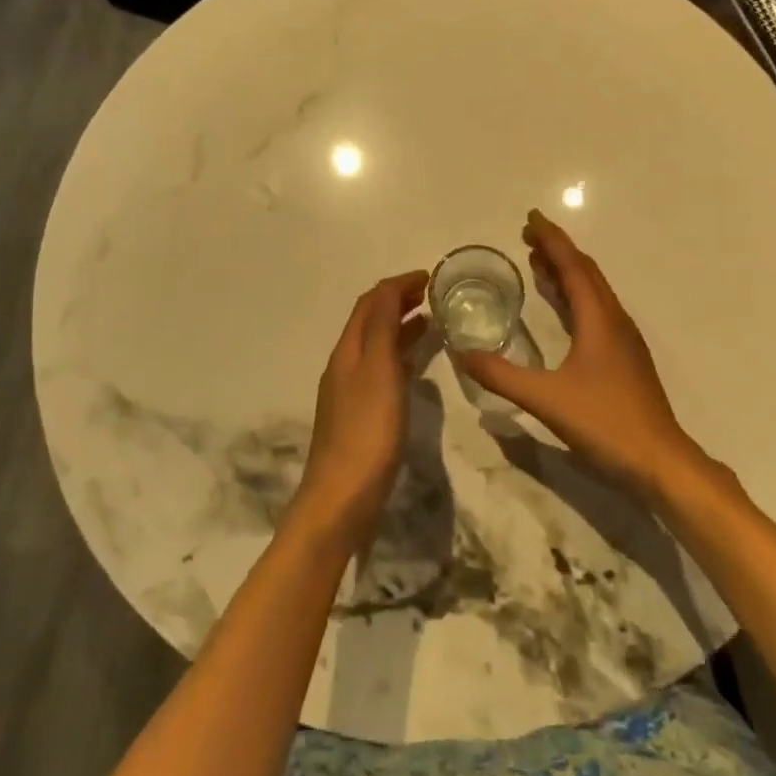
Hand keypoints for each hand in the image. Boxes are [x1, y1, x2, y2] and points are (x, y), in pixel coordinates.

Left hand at [292, 270, 429, 553]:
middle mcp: (345, 365)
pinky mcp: (360, 416)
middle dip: (398, 301)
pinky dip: (401, 357)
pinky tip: (417, 368)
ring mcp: (350, 392)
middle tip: (433, 295)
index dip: (397, 284)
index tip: (429, 277)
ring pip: (377, 346)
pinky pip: (382, 371)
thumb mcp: (379, 371)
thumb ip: (383, 328)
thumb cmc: (367, 431)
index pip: (370, 302)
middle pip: (370, 321)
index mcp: (348, 350)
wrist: (342, 498)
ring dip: (400, 327)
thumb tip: (389, 289)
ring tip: (431, 322)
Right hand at [461, 210, 704, 503]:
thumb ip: (501, 375)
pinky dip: (574, 297)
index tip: (530, 218)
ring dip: (566, 272)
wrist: (661, 463)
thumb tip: (462, 354)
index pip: (573, 266)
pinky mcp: (625, 359)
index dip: (551, 239)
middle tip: (528, 236)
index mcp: (599, 319)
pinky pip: (596, 311)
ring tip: (538, 263)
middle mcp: (614, 320)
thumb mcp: (546, 399)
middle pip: (586, 272)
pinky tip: (562, 311)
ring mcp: (623, 340)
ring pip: (593, 291)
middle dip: (557, 250)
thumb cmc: (606, 423)